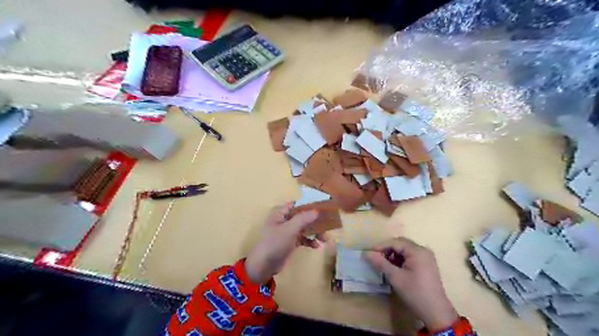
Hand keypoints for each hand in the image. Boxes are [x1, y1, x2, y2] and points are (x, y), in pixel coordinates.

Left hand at [245, 203, 324, 282]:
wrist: (263, 266)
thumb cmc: (275, 243)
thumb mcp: (289, 229)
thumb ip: (303, 219)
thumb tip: (317, 210)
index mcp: (280, 213)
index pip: (296, 205)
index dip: (308, 204)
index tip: (322, 207)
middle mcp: (284, 221)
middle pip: (302, 216)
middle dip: (314, 221)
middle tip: (328, 224)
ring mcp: (287, 232)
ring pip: (304, 228)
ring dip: (314, 232)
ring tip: (325, 239)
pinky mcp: (290, 243)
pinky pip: (302, 239)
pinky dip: (309, 241)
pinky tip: (316, 246)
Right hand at [365, 237, 458, 331]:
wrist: (436, 313)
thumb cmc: (415, 293)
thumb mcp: (395, 277)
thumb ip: (380, 263)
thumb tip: (366, 253)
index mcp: (417, 251)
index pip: (395, 242)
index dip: (381, 246)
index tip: (369, 253)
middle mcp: (423, 250)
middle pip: (400, 244)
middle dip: (387, 249)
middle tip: (376, 258)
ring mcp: (426, 257)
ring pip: (405, 250)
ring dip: (393, 255)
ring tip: (384, 264)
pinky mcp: (426, 264)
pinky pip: (410, 256)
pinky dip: (400, 260)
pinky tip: (394, 268)